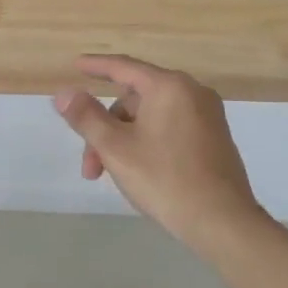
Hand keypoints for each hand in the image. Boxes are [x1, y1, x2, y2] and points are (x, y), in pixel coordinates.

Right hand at [53, 55, 265, 252]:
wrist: (223, 223)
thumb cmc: (164, 179)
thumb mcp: (115, 147)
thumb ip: (86, 116)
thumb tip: (64, 93)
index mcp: (169, 87)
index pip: (124, 67)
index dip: (96, 66)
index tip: (76, 64)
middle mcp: (192, 93)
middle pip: (134, 100)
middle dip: (105, 128)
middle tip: (90, 165)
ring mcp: (207, 116)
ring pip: (150, 118)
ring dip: (123, 141)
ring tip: (111, 176)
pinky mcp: (214, 139)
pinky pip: (169, 129)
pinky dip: (146, 143)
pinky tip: (138, 171)